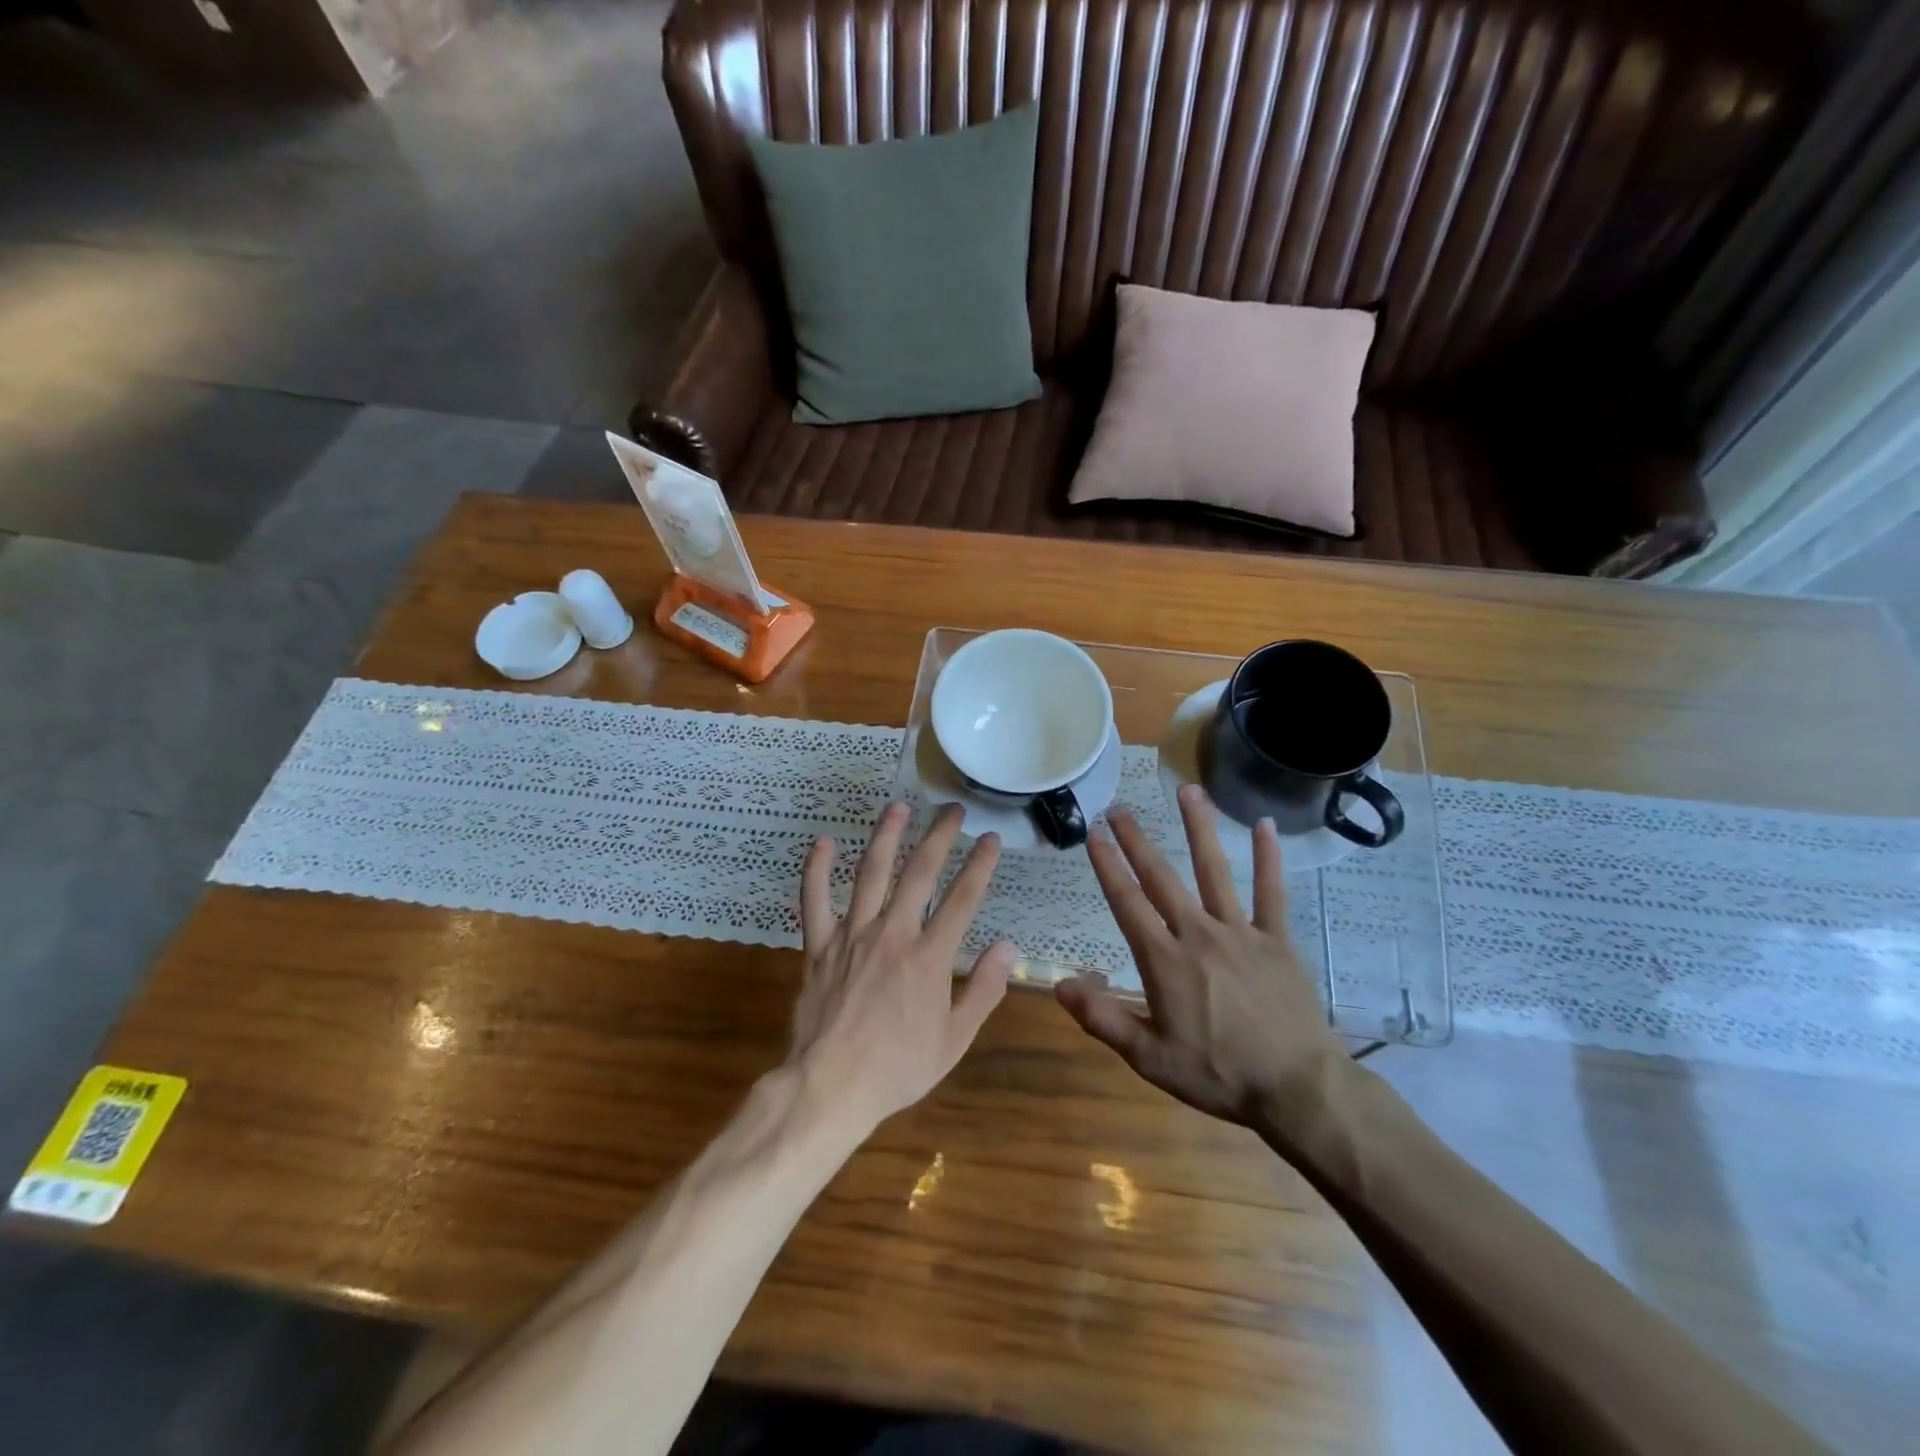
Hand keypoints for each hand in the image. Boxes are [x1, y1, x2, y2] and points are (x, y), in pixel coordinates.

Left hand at [790, 801, 1013, 1128]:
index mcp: (929, 958)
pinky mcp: (818, 946)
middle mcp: (892, 934)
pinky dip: (817, 870)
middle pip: (919, 873)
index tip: (990, 837)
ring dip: (886, 837)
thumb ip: (983, 990)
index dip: (979, 865)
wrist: (829, 1087)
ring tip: (898, 807)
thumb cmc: (897, 1068)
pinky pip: (814, 900)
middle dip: (938, 836)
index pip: (962, 899)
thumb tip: (1007, 947)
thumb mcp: (953, 1040)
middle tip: (951, 809)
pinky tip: (823, 842)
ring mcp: (851, 936)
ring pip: (870, 874)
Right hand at [1056, 785, 1351, 1138]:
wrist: (1296, 1088)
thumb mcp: (1150, 1057)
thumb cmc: (1218, 1075)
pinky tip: (1266, 826)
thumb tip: (1060, 984)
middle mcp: (1198, 933)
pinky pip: (1272, 893)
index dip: (1107, 866)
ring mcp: (1241, 932)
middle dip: (1136, 841)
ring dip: (1198, 829)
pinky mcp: (1277, 940)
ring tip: (1187, 791)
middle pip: (1161, 877)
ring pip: (1214, 870)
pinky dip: (1268, 859)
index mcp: (1164, 960)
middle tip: (1119, 808)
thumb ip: (1103, 1018)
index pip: (1127, 902)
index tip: (1093, 835)